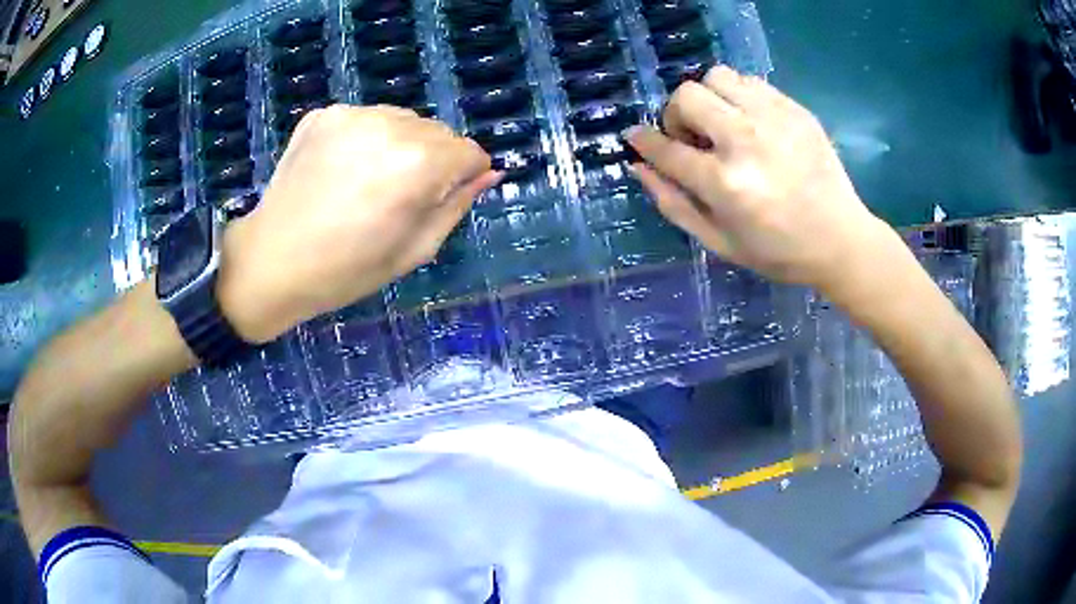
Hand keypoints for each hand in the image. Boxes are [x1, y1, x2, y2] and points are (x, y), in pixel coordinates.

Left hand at [217, 105, 499, 342]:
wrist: (271, 261)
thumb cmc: (346, 270)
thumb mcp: (415, 250)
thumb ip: (457, 205)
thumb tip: (488, 173)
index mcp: (419, 163)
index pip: (470, 151)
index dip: (464, 176)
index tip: (441, 199)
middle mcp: (391, 125)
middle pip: (438, 132)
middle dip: (432, 159)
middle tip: (398, 197)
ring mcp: (353, 114)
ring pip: (403, 120)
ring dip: (399, 145)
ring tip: (367, 182)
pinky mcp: (324, 114)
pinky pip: (366, 119)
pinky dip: (365, 139)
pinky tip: (342, 170)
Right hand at [625, 66, 891, 292]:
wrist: (841, 240)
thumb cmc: (778, 251)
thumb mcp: (719, 242)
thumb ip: (674, 203)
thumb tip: (639, 166)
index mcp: (725, 183)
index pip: (666, 148)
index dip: (643, 140)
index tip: (635, 136)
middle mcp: (745, 141)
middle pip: (687, 96)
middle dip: (676, 115)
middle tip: (692, 137)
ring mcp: (774, 119)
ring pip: (717, 77)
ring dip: (708, 98)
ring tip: (722, 124)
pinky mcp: (795, 110)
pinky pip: (750, 82)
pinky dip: (739, 96)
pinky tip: (750, 122)